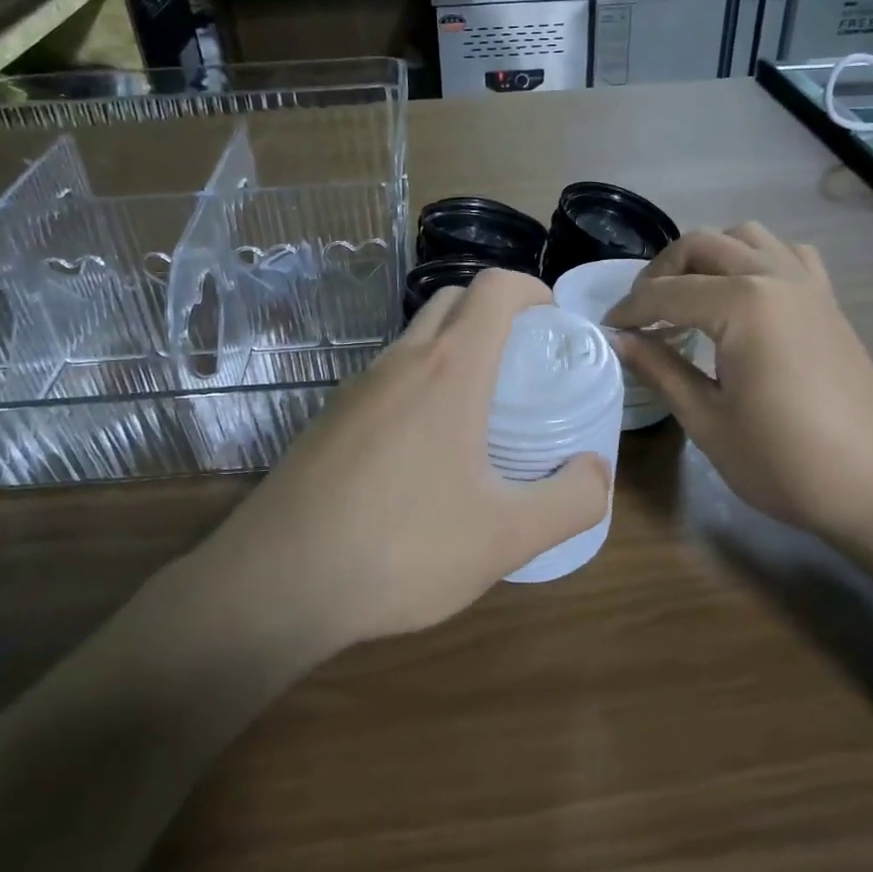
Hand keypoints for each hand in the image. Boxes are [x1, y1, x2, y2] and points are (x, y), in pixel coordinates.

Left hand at [214, 269, 611, 646]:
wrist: (277, 582)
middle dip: (495, 313)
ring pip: (415, 339)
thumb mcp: (506, 536)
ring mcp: (356, 387)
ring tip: (480, 411)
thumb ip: (570, 500)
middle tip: (524, 364)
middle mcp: (400, 361)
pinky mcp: (329, 418)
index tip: (555, 322)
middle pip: (454, 300)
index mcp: (449, 369)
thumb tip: (595, 472)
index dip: (532, 290)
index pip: (495, 289)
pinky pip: (386, 378)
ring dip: (454, 350)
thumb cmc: (402, 547)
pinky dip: (419, 384)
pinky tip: (423, 451)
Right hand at [605, 224, 872, 540]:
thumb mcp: (708, 421)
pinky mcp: (828, 301)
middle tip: (640, 313)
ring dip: (707, 256)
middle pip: (702, 245)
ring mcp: (808, 284)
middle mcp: (775, 276)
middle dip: (660, 272)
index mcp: (743, 303)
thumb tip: (619, 341)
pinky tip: (746, 297)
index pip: (667, 292)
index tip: (606, 331)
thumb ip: (660, 369)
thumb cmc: (786, 461)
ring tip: (687, 297)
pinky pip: (787, 255)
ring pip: (746, 237)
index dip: (629, 310)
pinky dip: (756, 259)